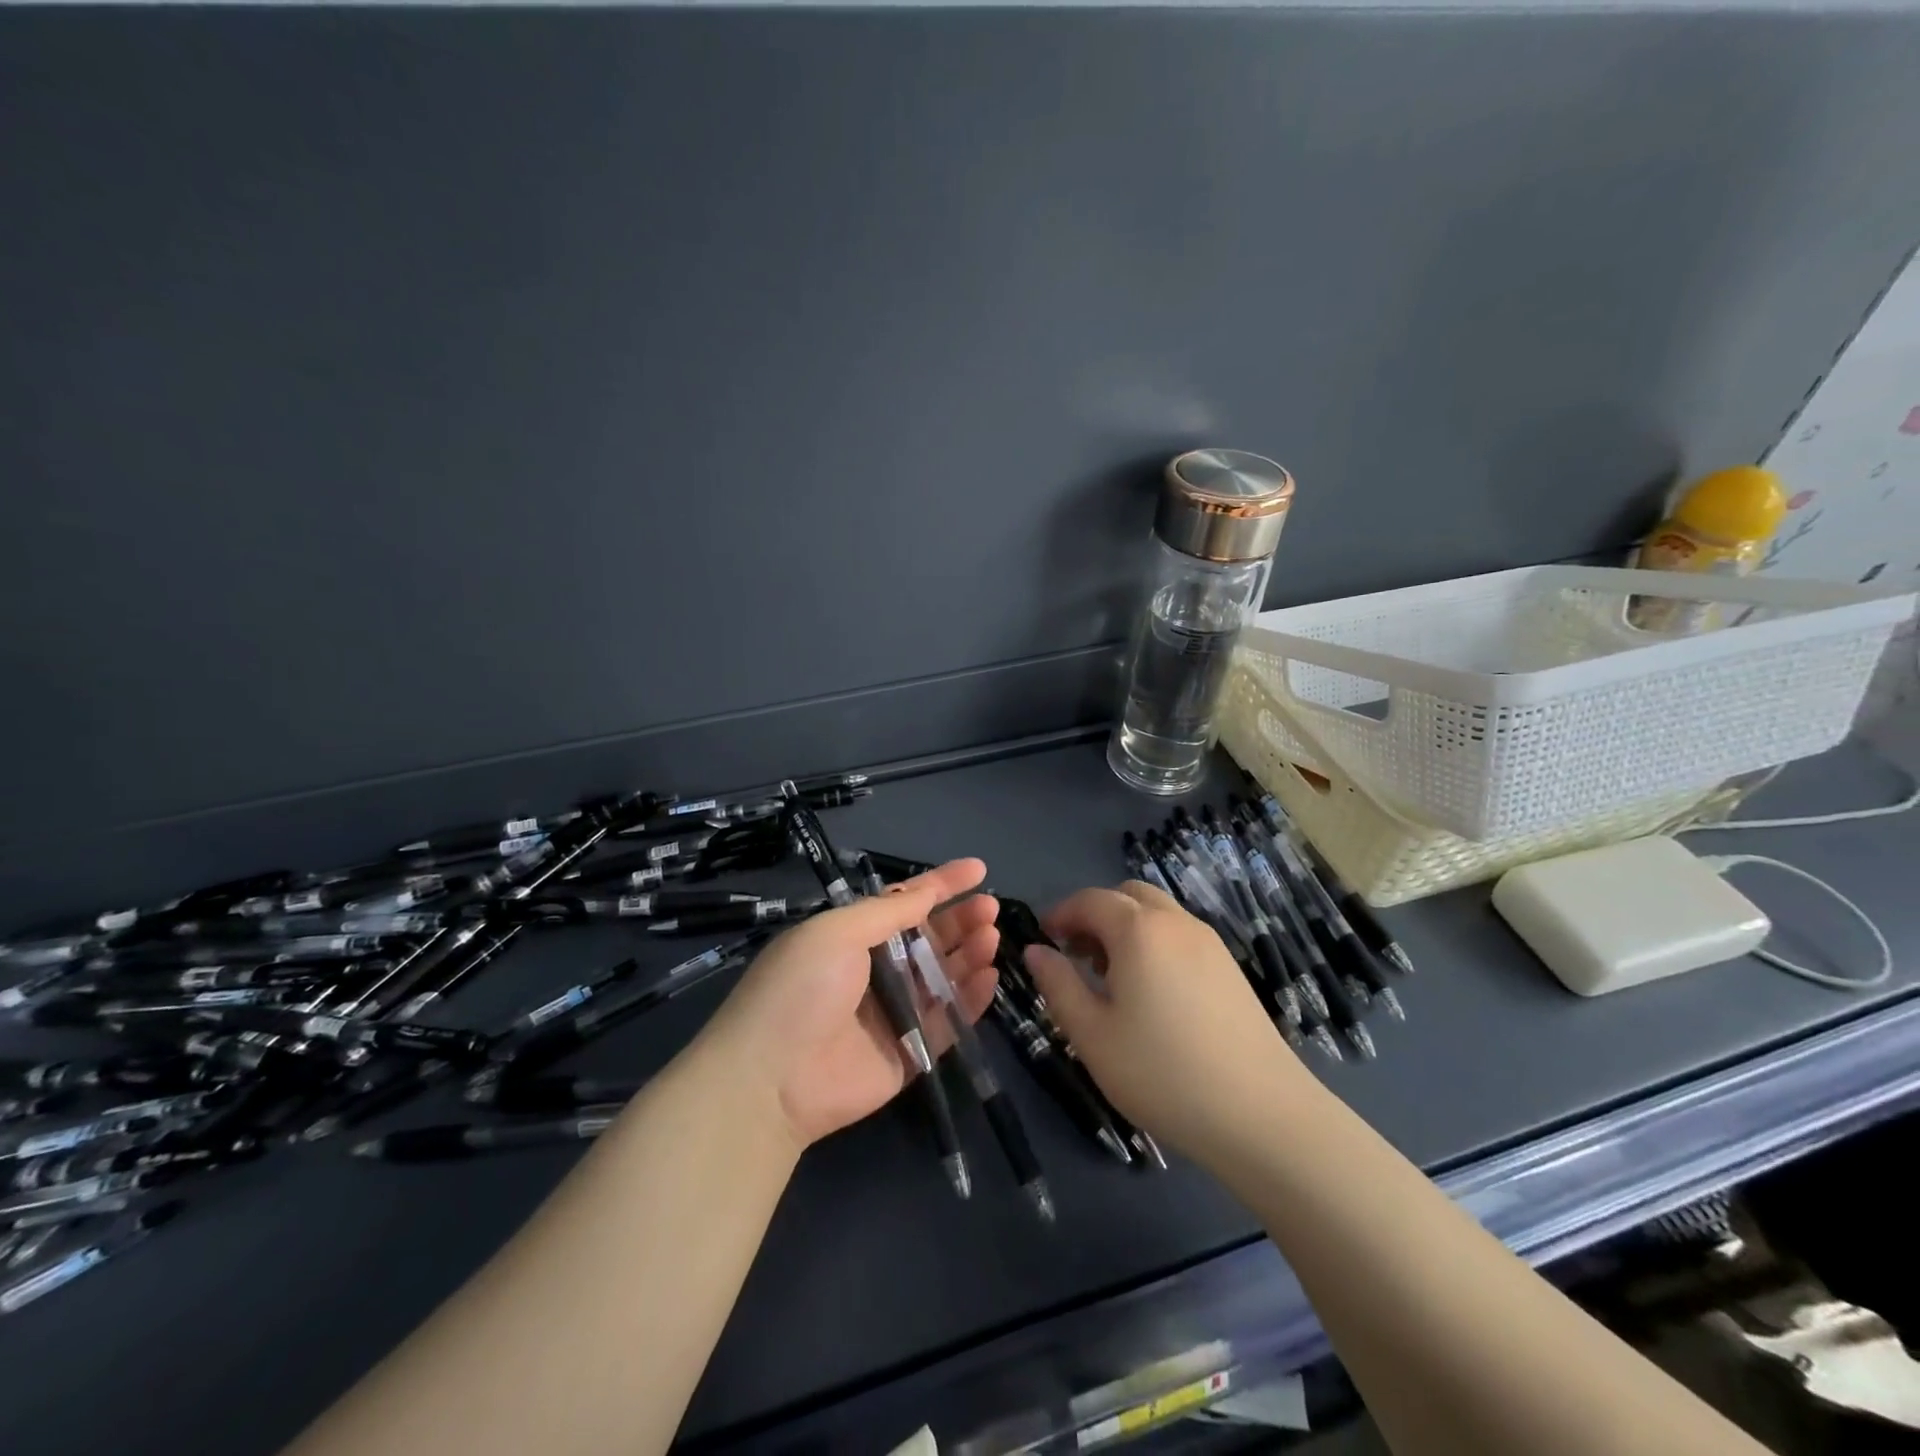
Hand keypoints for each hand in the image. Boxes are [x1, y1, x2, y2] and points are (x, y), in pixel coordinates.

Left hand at [698, 859, 999, 1153]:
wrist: (771, 1080)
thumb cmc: (801, 988)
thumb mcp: (836, 932)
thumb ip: (887, 912)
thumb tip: (926, 891)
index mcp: (852, 937)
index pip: (905, 903)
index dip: (941, 884)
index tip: (979, 869)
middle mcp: (875, 971)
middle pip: (929, 938)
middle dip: (960, 919)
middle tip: (990, 908)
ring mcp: (894, 1013)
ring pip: (943, 976)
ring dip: (969, 953)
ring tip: (991, 936)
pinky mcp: (909, 1053)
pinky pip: (948, 1021)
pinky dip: (970, 999)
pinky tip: (989, 976)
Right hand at [1024, 881, 1312, 1166]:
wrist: (1262, 1114)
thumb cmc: (1163, 1073)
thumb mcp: (1093, 1035)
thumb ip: (1058, 985)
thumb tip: (1035, 951)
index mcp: (1138, 930)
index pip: (1089, 900)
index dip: (1060, 914)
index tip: (1043, 941)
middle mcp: (1175, 922)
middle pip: (1126, 895)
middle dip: (1095, 915)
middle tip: (1076, 957)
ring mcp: (1209, 942)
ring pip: (1156, 913)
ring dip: (1125, 928)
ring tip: (1111, 979)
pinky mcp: (1230, 966)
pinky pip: (1180, 934)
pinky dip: (1154, 943)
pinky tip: (1152, 993)